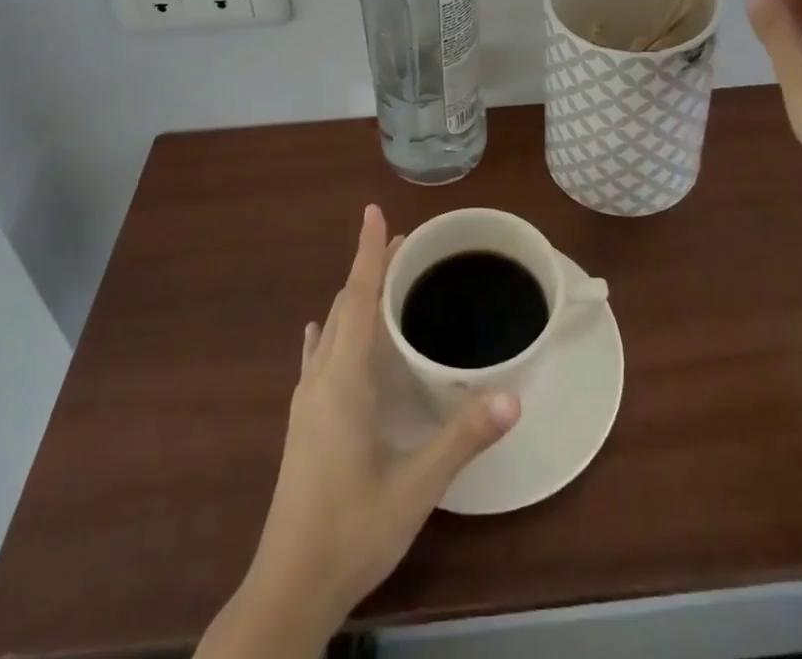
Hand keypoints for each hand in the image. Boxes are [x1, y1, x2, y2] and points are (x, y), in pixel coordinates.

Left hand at [242, 206, 519, 632]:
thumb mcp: (415, 486)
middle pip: (345, 306)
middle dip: (370, 269)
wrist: (288, 589)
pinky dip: (329, 334)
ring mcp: (306, 403)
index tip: (374, 212)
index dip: (368, 253)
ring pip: (331, 330)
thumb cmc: (352, 530)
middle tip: (403, 244)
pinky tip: (322, 334)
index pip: (357, 299)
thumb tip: (513, 397)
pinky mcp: (302, 424)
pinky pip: (317, 360)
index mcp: (344, 381)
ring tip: (381, 279)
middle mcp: (321, 380)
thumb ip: (463, 439)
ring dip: (354, 298)